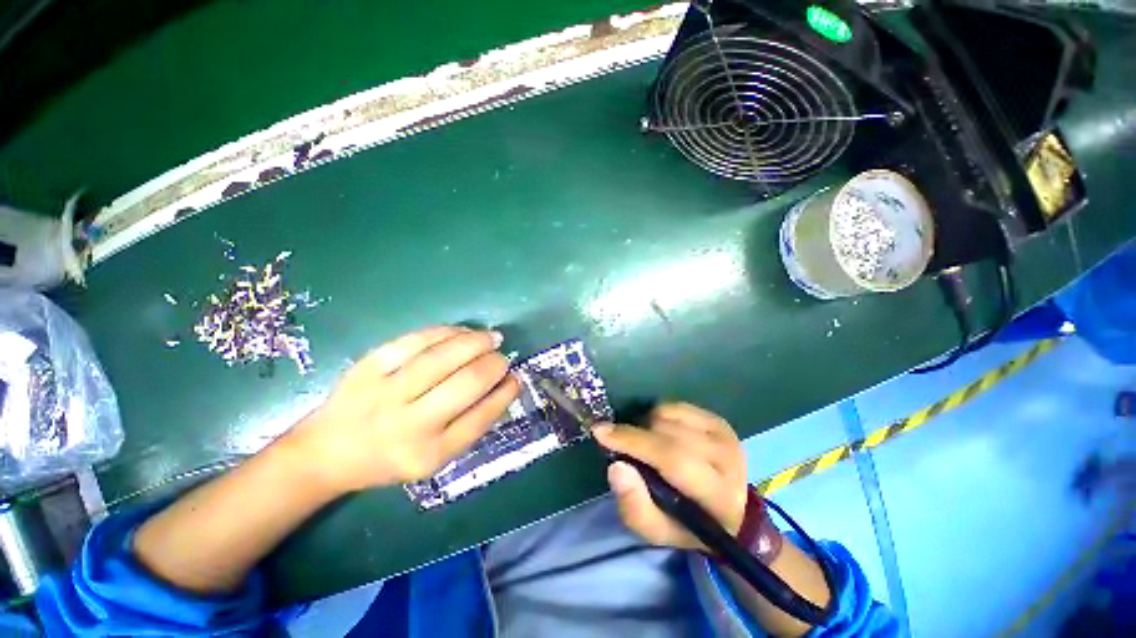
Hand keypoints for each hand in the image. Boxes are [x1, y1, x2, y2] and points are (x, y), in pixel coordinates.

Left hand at [289, 326, 519, 493]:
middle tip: (503, 357)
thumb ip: (470, 425)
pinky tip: (461, 331)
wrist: (326, 453)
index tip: (515, 378)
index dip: (504, 392)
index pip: (481, 417)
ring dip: (475, 342)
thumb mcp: (433, 458)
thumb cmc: (389, 458)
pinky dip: (445, 332)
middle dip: (494, 364)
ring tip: (491, 338)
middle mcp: (408, 425)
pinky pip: (415, 341)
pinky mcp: (367, 367)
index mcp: (429, 454)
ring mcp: (385, 393)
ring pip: (443, 357)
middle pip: (466, 383)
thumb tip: (503, 385)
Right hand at [593, 403, 748, 551]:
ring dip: (647, 426)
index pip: (672, 459)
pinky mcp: (719, 420)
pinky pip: (675, 406)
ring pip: (669, 415)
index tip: (600, 432)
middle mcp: (727, 459)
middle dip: (635, 434)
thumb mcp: (657, 531)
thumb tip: (616, 466)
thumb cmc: (687, 524)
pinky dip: (659, 415)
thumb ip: (634, 506)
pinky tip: (660, 432)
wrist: (730, 511)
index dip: (633, 441)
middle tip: (620, 444)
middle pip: (668, 433)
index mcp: (718, 496)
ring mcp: (725, 435)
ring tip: (646, 444)